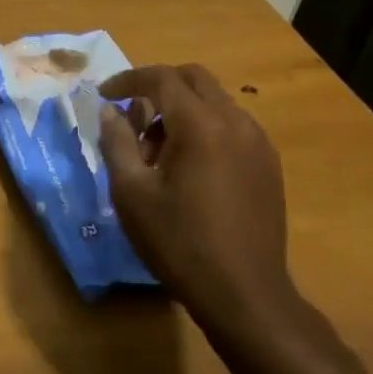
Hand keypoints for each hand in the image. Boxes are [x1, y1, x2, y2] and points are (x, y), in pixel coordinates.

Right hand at [98, 64, 294, 332]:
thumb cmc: (179, 242)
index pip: (162, 78)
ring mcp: (258, 143)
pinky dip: (203, 126)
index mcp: (201, 126)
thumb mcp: (131, 192)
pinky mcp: (268, 164)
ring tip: (155, 149)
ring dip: (181, 108)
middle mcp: (236, 123)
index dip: (128, 80)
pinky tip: (187, 165)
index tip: (104, 95)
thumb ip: (117, 142)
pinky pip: (231, 125)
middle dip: (158, 86)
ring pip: (214, 101)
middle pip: (194, 79)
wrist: (244, 295)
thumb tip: (111, 111)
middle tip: (131, 114)